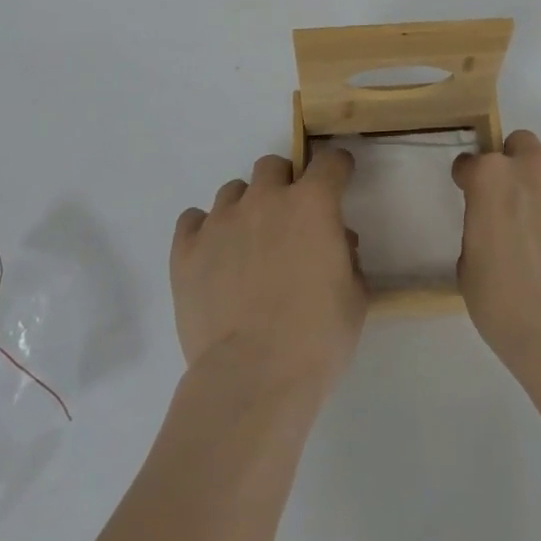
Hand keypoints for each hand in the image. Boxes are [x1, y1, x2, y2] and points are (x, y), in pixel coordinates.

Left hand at [171, 150, 367, 396]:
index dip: (338, 169)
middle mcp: (265, 200)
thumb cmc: (317, 339)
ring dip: (246, 208)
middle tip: (289, 220)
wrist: (253, 378)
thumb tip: (337, 244)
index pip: (330, 161)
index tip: (339, 180)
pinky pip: (193, 220)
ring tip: (248, 244)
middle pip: (272, 166)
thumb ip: (347, 258)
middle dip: (284, 184)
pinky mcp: (186, 250)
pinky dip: (205, 231)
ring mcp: (221, 221)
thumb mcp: (355, 297)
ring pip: (233, 191)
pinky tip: (213, 256)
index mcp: (312, 204)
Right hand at [453, 130, 540, 381]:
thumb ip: (480, 229)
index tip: (477, 199)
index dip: (472, 182)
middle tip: (524, 208)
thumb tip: (498, 226)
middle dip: (519, 168)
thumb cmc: (508, 308)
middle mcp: (536, 165)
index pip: (472, 162)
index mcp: (491, 177)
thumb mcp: (470, 268)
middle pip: (523, 145)